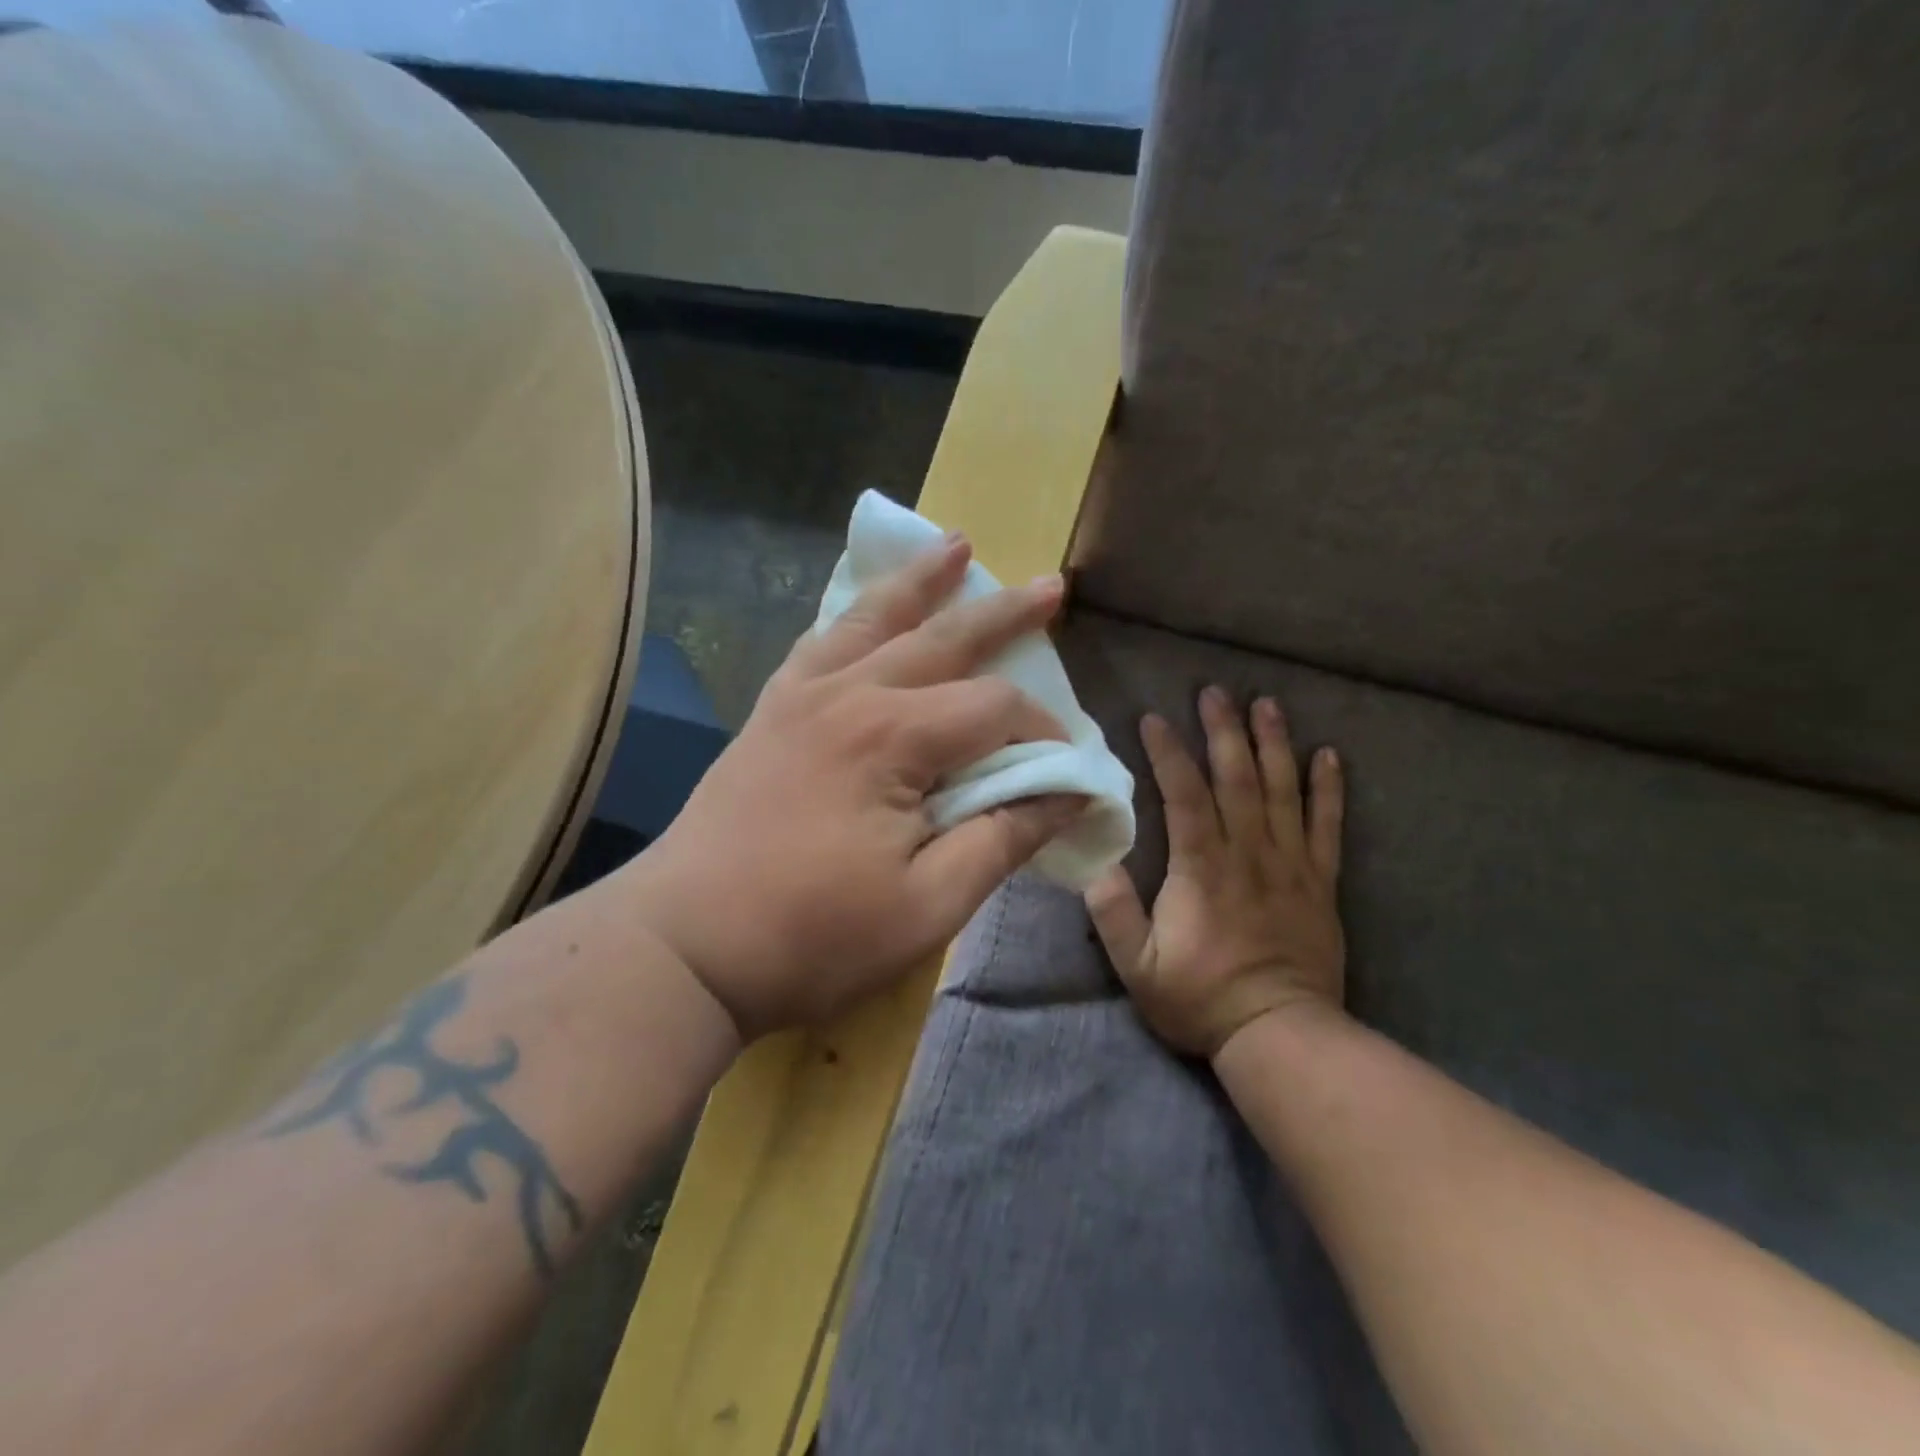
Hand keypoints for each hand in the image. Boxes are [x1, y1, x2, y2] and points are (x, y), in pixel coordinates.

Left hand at [620, 534, 1084, 1040]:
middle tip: (1051, 587)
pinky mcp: (769, 713)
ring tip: (956, 545)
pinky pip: (819, 643)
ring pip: (873, 620)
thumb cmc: (812, 936)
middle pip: (942, 640)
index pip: (994, 709)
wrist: (683, 947)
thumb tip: (1070, 795)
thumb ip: (1003, 840)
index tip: (1064, 771)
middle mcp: (848, 695)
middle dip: (1003, 616)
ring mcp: (800, 697)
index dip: (1042, 734)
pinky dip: (852, 616)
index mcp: (892, 738)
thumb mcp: (928, 905)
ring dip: (921, 584)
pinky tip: (865, 606)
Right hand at [1085, 688, 1345, 1057]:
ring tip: (1267, 705)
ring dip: (1273, 744)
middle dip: (1223, 731)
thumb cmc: (1200, 999)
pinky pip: (1328, 827)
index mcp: (1201, 868)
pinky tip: (1329, 756)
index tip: (1154, 719)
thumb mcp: (1137, 967)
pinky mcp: (1319, 883)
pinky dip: (1328, 790)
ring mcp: (1290, 865)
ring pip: (1282, 792)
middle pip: (1237, 779)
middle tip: (1215, 692)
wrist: (1280, 1035)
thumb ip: (1114, 913)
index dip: (1169, 754)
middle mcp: (1248, 853)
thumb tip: (1095, 862)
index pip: (1185, 795)